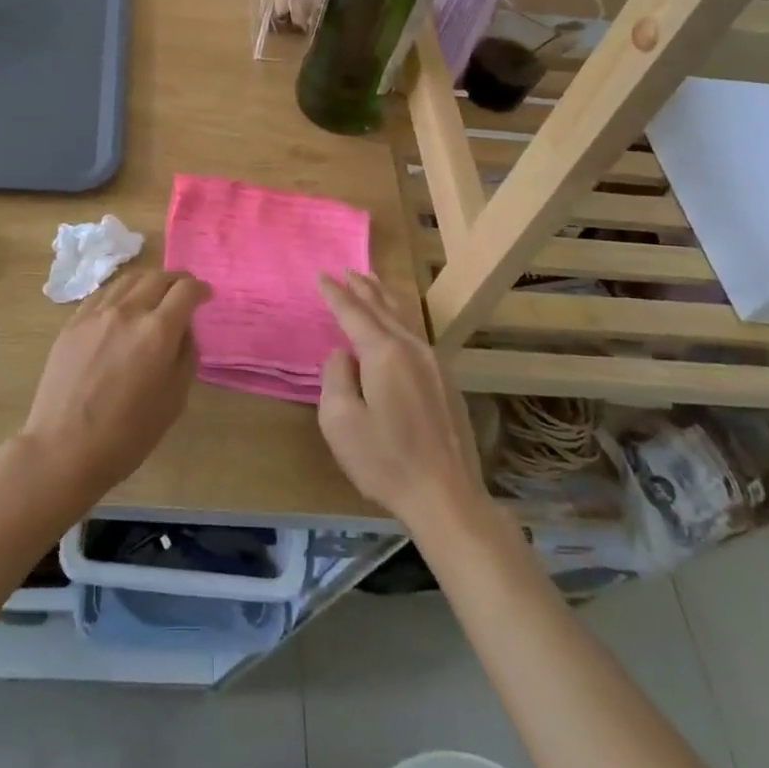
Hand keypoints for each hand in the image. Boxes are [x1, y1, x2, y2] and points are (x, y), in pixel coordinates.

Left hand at [20, 269, 204, 501]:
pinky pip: (102, 293)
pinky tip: (122, 305)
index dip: (200, 289)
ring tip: (154, 293)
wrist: (63, 449)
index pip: (185, 290)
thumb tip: (183, 331)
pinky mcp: (73, 322)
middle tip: (183, 292)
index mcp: (157, 331)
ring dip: (148, 280)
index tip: (205, 295)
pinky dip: (121, 291)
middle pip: (158, 276)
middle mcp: (127, 311)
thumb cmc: (126, 435)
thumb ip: (185, 356)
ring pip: (128, 279)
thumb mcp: (173, 401)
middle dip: (176, 280)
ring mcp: (96, 313)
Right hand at [317, 271, 486, 533]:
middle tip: (347, 270)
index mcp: (384, 353)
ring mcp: (434, 364)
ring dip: (384, 298)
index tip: (321, 275)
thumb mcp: (340, 422)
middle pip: (382, 307)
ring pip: (403, 318)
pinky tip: (397, 324)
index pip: (353, 313)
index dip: (335, 294)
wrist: (447, 497)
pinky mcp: (446, 383)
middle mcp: (412, 348)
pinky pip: (415, 335)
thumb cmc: (386, 461)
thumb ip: (335, 377)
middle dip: (362, 287)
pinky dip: (399, 318)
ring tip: (372, 282)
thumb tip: (344, 356)